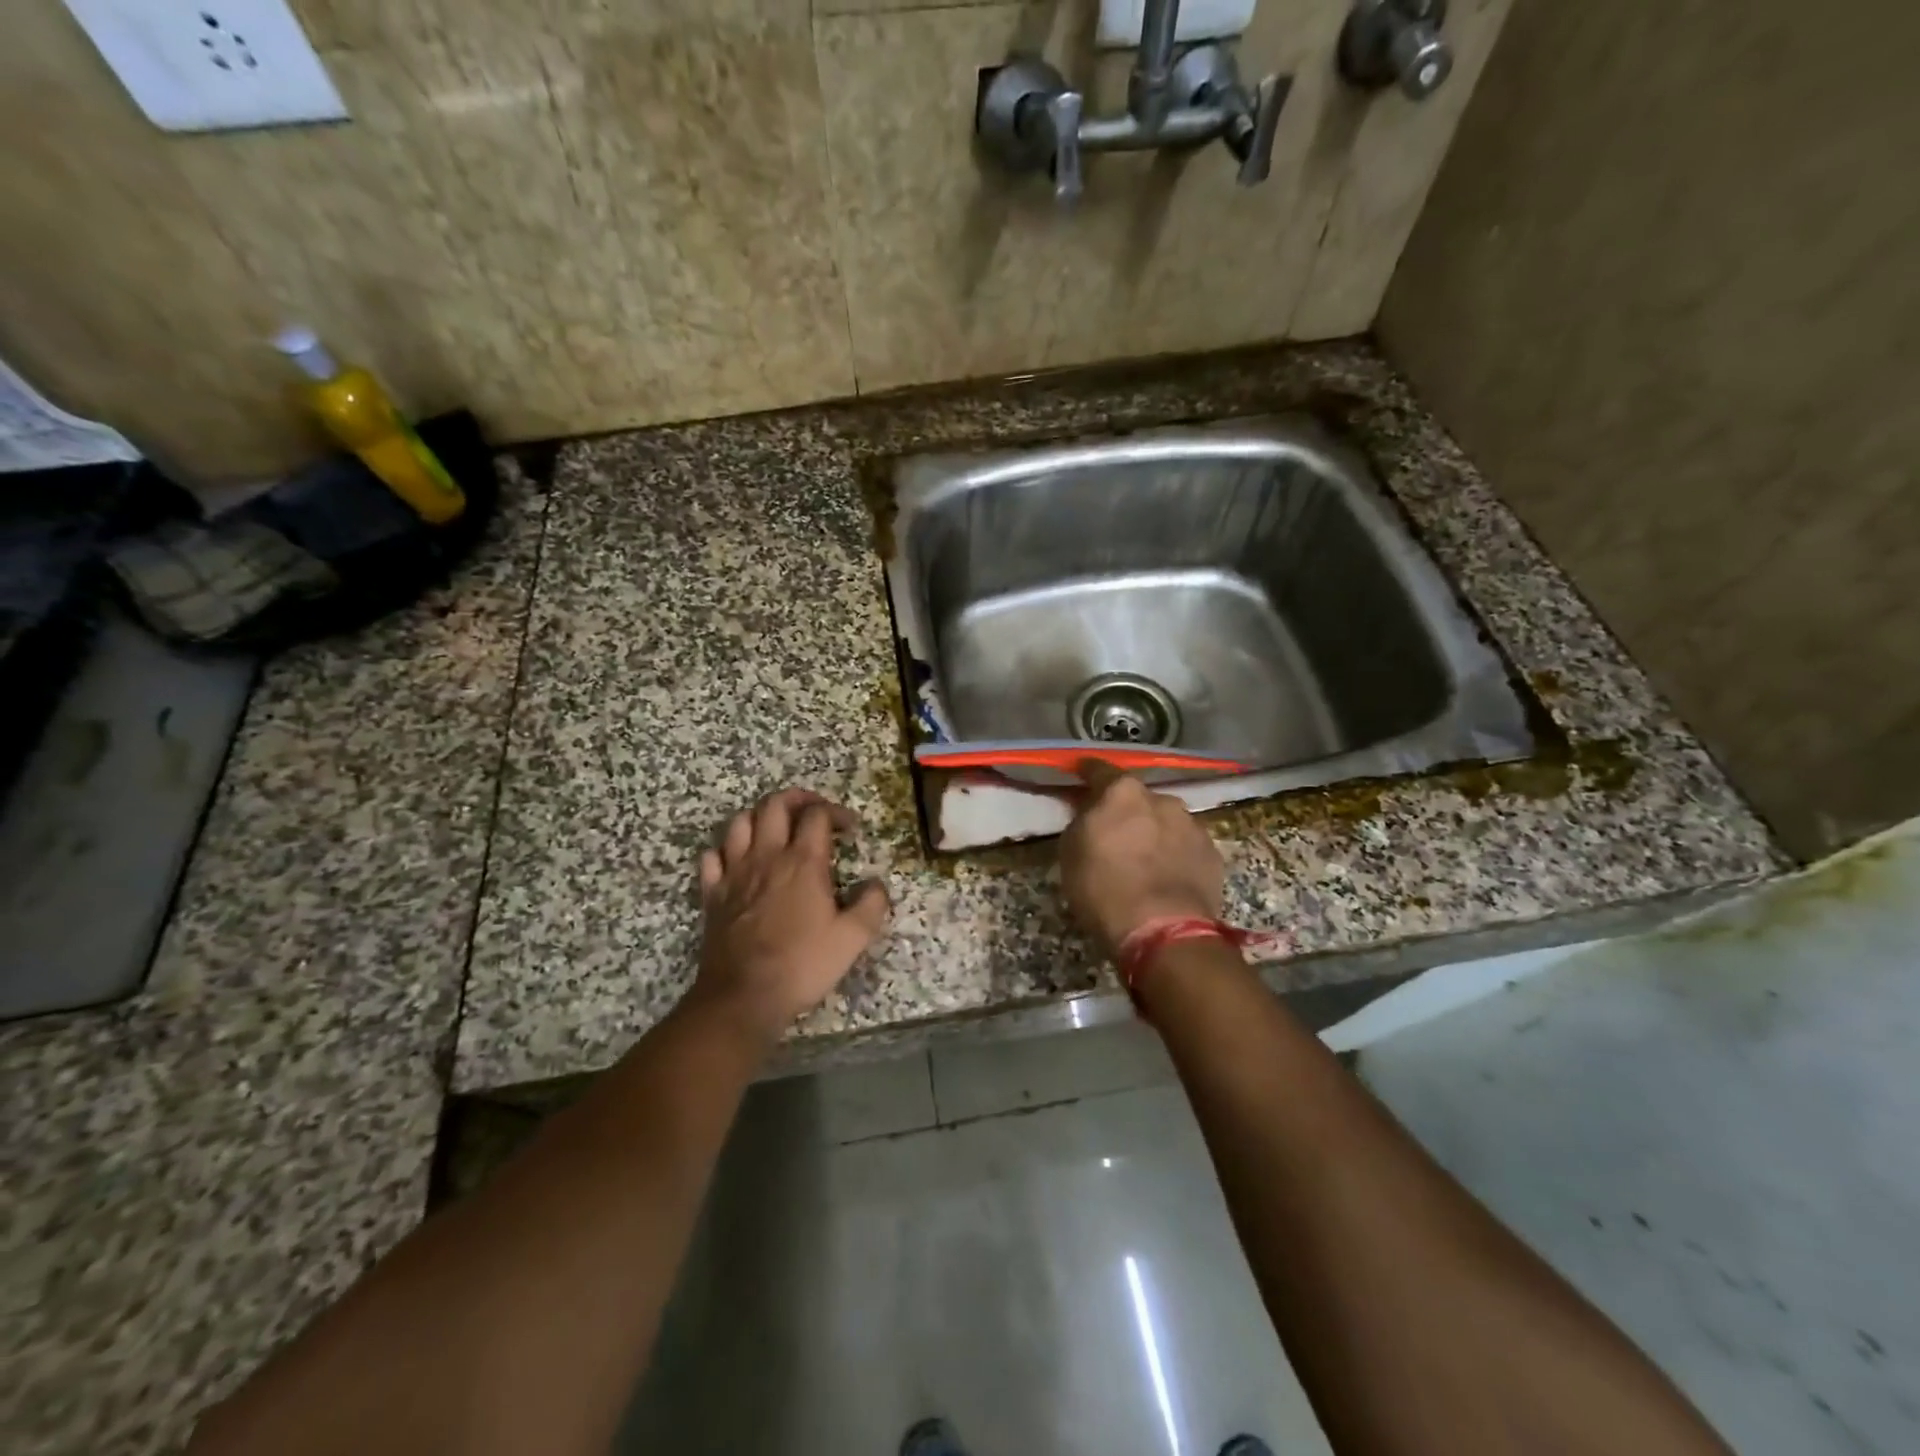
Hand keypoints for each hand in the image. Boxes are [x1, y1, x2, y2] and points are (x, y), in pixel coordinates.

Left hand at [692, 788, 890, 1040]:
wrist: (743, 996)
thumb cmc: (802, 964)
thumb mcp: (852, 938)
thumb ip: (872, 904)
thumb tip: (876, 883)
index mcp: (803, 862)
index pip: (817, 814)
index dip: (836, 812)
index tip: (850, 829)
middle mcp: (767, 856)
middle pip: (774, 804)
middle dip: (797, 799)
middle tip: (813, 812)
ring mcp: (734, 872)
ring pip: (740, 822)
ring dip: (760, 817)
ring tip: (776, 830)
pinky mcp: (713, 893)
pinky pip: (712, 856)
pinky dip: (725, 850)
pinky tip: (738, 860)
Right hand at [1060, 762, 1224, 958]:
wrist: (1163, 931)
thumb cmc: (1104, 888)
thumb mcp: (1070, 852)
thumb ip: (1082, 822)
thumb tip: (1090, 814)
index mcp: (1123, 792)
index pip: (1100, 770)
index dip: (1087, 773)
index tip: (1079, 775)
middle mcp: (1162, 799)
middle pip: (1138, 798)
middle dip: (1127, 811)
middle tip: (1115, 833)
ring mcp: (1192, 825)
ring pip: (1166, 822)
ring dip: (1154, 833)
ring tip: (1144, 860)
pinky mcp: (1212, 854)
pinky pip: (1186, 847)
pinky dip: (1174, 855)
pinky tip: (1166, 877)